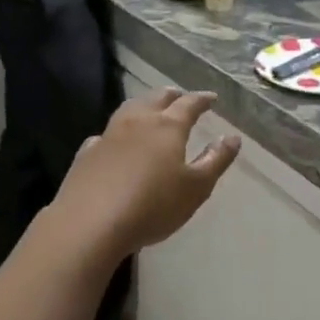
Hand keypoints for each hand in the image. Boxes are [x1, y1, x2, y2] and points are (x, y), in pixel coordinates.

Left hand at [49, 89, 241, 263]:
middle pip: (157, 99)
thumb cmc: (153, 205)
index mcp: (168, 127)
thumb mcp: (196, 187)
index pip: (189, 104)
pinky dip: (118, 131)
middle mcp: (138, 122)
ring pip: (130, 109)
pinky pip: (106, 133)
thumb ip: (216, 160)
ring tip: (151, 109)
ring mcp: (109, 135)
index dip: (202, 99)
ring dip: (145, 104)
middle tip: (182, 97)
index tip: (212, 97)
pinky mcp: (87, 154)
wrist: (90, 223)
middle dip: (173, 96)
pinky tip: (115, 140)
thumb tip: (232, 137)